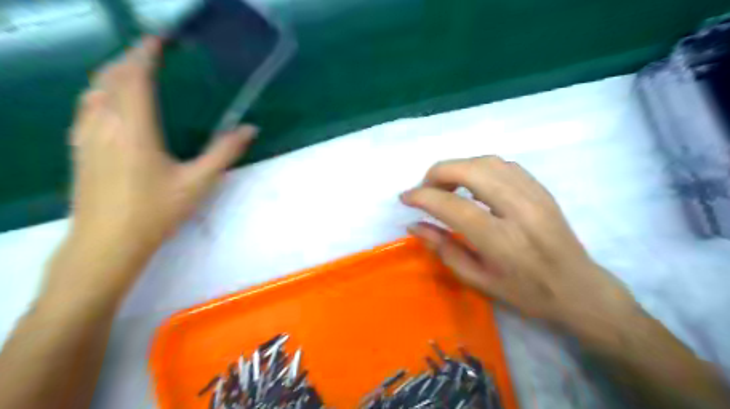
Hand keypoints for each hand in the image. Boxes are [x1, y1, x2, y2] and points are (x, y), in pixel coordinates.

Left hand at [56, 37, 254, 293]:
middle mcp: (105, 123)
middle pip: (111, 76)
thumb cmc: (156, 211)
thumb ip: (224, 152)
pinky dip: (100, 92)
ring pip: (94, 89)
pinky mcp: (79, 147)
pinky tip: (111, 102)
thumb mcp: (198, 182)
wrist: (107, 241)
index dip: (146, 53)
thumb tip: (250, 129)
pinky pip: (86, 106)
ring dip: (113, 73)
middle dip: (130, 59)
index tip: (161, 40)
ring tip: (134, 72)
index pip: (135, 76)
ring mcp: (86, 134)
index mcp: (134, 127)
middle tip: (153, 54)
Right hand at [402, 155, 635, 337]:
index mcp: (501, 240)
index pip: (452, 206)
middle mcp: (519, 209)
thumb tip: (414, 225)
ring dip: (457, 167)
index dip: (422, 197)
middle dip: (437, 173)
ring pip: (487, 161)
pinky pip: (503, 165)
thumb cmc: (525, 293)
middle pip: (470, 170)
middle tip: (424, 189)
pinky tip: (472, 183)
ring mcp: (534, 194)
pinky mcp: (541, 188)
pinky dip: (478, 167)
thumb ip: (443, 249)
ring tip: (445, 186)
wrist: (578, 289)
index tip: (405, 198)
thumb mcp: (478, 280)